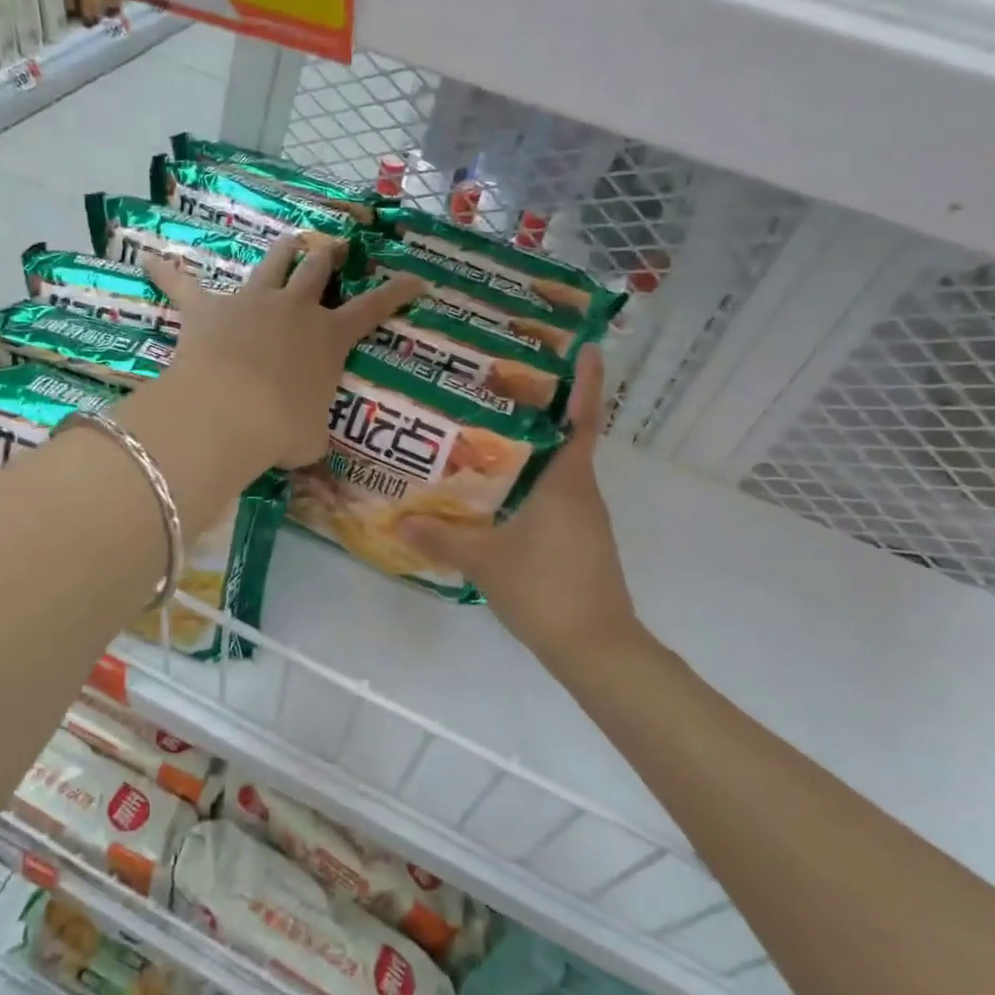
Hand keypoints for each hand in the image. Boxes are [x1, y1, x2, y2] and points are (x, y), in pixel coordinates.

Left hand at [142, 238, 423, 469]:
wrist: (229, 412)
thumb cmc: (281, 429)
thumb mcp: (311, 439)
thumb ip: (313, 431)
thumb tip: (309, 444)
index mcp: (329, 337)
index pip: (374, 308)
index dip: (398, 292)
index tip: (417, 279)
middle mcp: (295, 308)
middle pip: (318, 268)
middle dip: (331, 255)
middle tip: (337, 249)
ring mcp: (251, 301)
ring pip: (273, 261)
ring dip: (284, 250)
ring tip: (291, 241)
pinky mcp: (207, 308)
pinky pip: (182, 284)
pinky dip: (166, 271)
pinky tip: (149, 258)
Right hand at [396, 348, 641, 666]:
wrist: (595, 646)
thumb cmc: (545, 589)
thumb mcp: (484, 561)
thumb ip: (441, 538)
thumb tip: (399, 523)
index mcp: (567, 483)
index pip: (583, 420)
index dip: (588, 383)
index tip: (589, 348)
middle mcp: (582, 492)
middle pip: (567, 439)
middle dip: (543, 410)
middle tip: (503, 386)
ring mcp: (585, 519)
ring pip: (559, 471)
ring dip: (534, 450)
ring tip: (490, 433)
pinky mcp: (581, 541)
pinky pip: (557, 498)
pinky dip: (532, 484)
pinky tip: (500, 492)